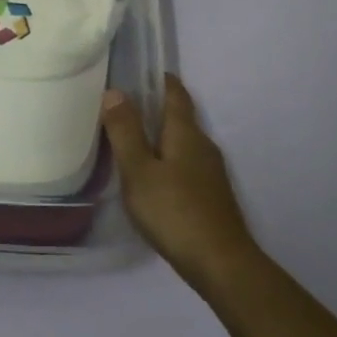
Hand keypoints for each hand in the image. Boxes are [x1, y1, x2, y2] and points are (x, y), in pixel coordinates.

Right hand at [103, 75, 263, 304]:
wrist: (221, 264)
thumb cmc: (174, 211)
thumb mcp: (139, 170)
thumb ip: (125, 132)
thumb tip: (114, 91)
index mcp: (185, 133)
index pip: (176, 94)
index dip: (161, 80)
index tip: (143, 71)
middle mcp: (203, 146)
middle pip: (180, 118)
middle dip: (156, 109)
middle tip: (125, 106)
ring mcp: (211, 173)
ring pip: (183, 143)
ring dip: (161, 137)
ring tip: (133, 140)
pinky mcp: (212, 196)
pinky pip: (186, 165)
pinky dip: (168, 160)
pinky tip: (153, 177)